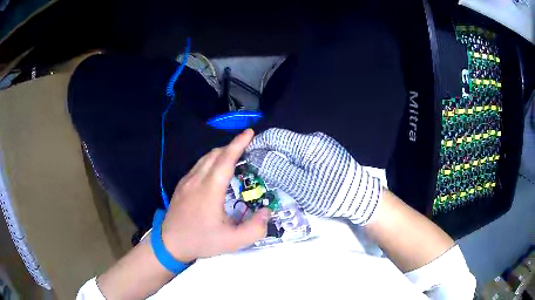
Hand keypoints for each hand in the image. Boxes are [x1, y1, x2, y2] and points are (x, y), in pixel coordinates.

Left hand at [161, 129, 271, 261]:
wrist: (169, 244)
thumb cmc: (201, 241)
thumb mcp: (232, 242)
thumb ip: (255, 229)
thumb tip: (267, 212)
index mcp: (210, 190)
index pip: (225, 160)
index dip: (238, 144)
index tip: (249, 132)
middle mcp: (197, 180)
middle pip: (215, 154)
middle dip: (232, 146)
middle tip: (247, 147)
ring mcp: (187, 181)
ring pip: (205, 158)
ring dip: (221, 153)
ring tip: (234, 156)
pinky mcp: (181, 185)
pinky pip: (198, 165)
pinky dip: (210, 161)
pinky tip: (215, 170)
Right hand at [246, 128, 381, 225]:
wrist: (360, 197)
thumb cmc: (329, 193)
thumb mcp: (300, 185)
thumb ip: (276, 168)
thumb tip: (256, 155)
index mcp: (307, 144)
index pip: (274, 136)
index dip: (258, 143)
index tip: (247, 155)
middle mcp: (314, 139)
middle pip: (283, 140)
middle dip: (268, 151)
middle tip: (258, 168)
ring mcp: (323, 145)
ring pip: (293, 147)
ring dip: (280, 156)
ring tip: (272, 171)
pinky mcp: (328, 152)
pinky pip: (304, 152)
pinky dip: (292, 160)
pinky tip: (291, 171)